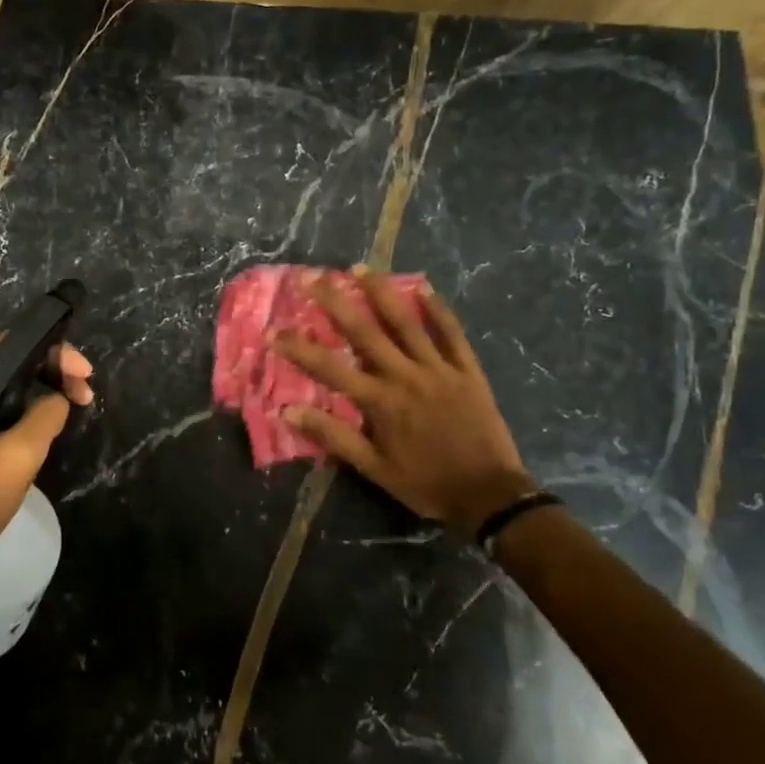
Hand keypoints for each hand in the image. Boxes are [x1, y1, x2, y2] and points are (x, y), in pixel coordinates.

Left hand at [0, 337, 92, 577]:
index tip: (86, 378)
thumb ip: (47, 414)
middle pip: (3, 362)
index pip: (11, 345)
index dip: (55, 354)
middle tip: (83, 397)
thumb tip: (57, 398)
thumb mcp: (19, 456)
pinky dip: (11, 409)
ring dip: (32, 393)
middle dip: (47, 374)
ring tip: (66, 410)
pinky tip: (35, 425)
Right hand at [273, 271, 526, 532]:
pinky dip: (437, 309)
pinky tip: (423, 287)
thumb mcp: (374, 469)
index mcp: (380, 402)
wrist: (490, 495)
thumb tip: (289, 411)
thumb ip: (334, 436)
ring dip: (380, 292)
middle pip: (364, 331)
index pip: (330, 368)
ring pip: (406, 322)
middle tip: (312, 276)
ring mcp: (439, 369)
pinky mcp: (467, 370)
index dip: (299, 348)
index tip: (274, 330)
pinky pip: (451, 333)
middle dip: (335, 302)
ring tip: (359, 268)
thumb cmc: (426, 484)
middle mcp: (406, 376)